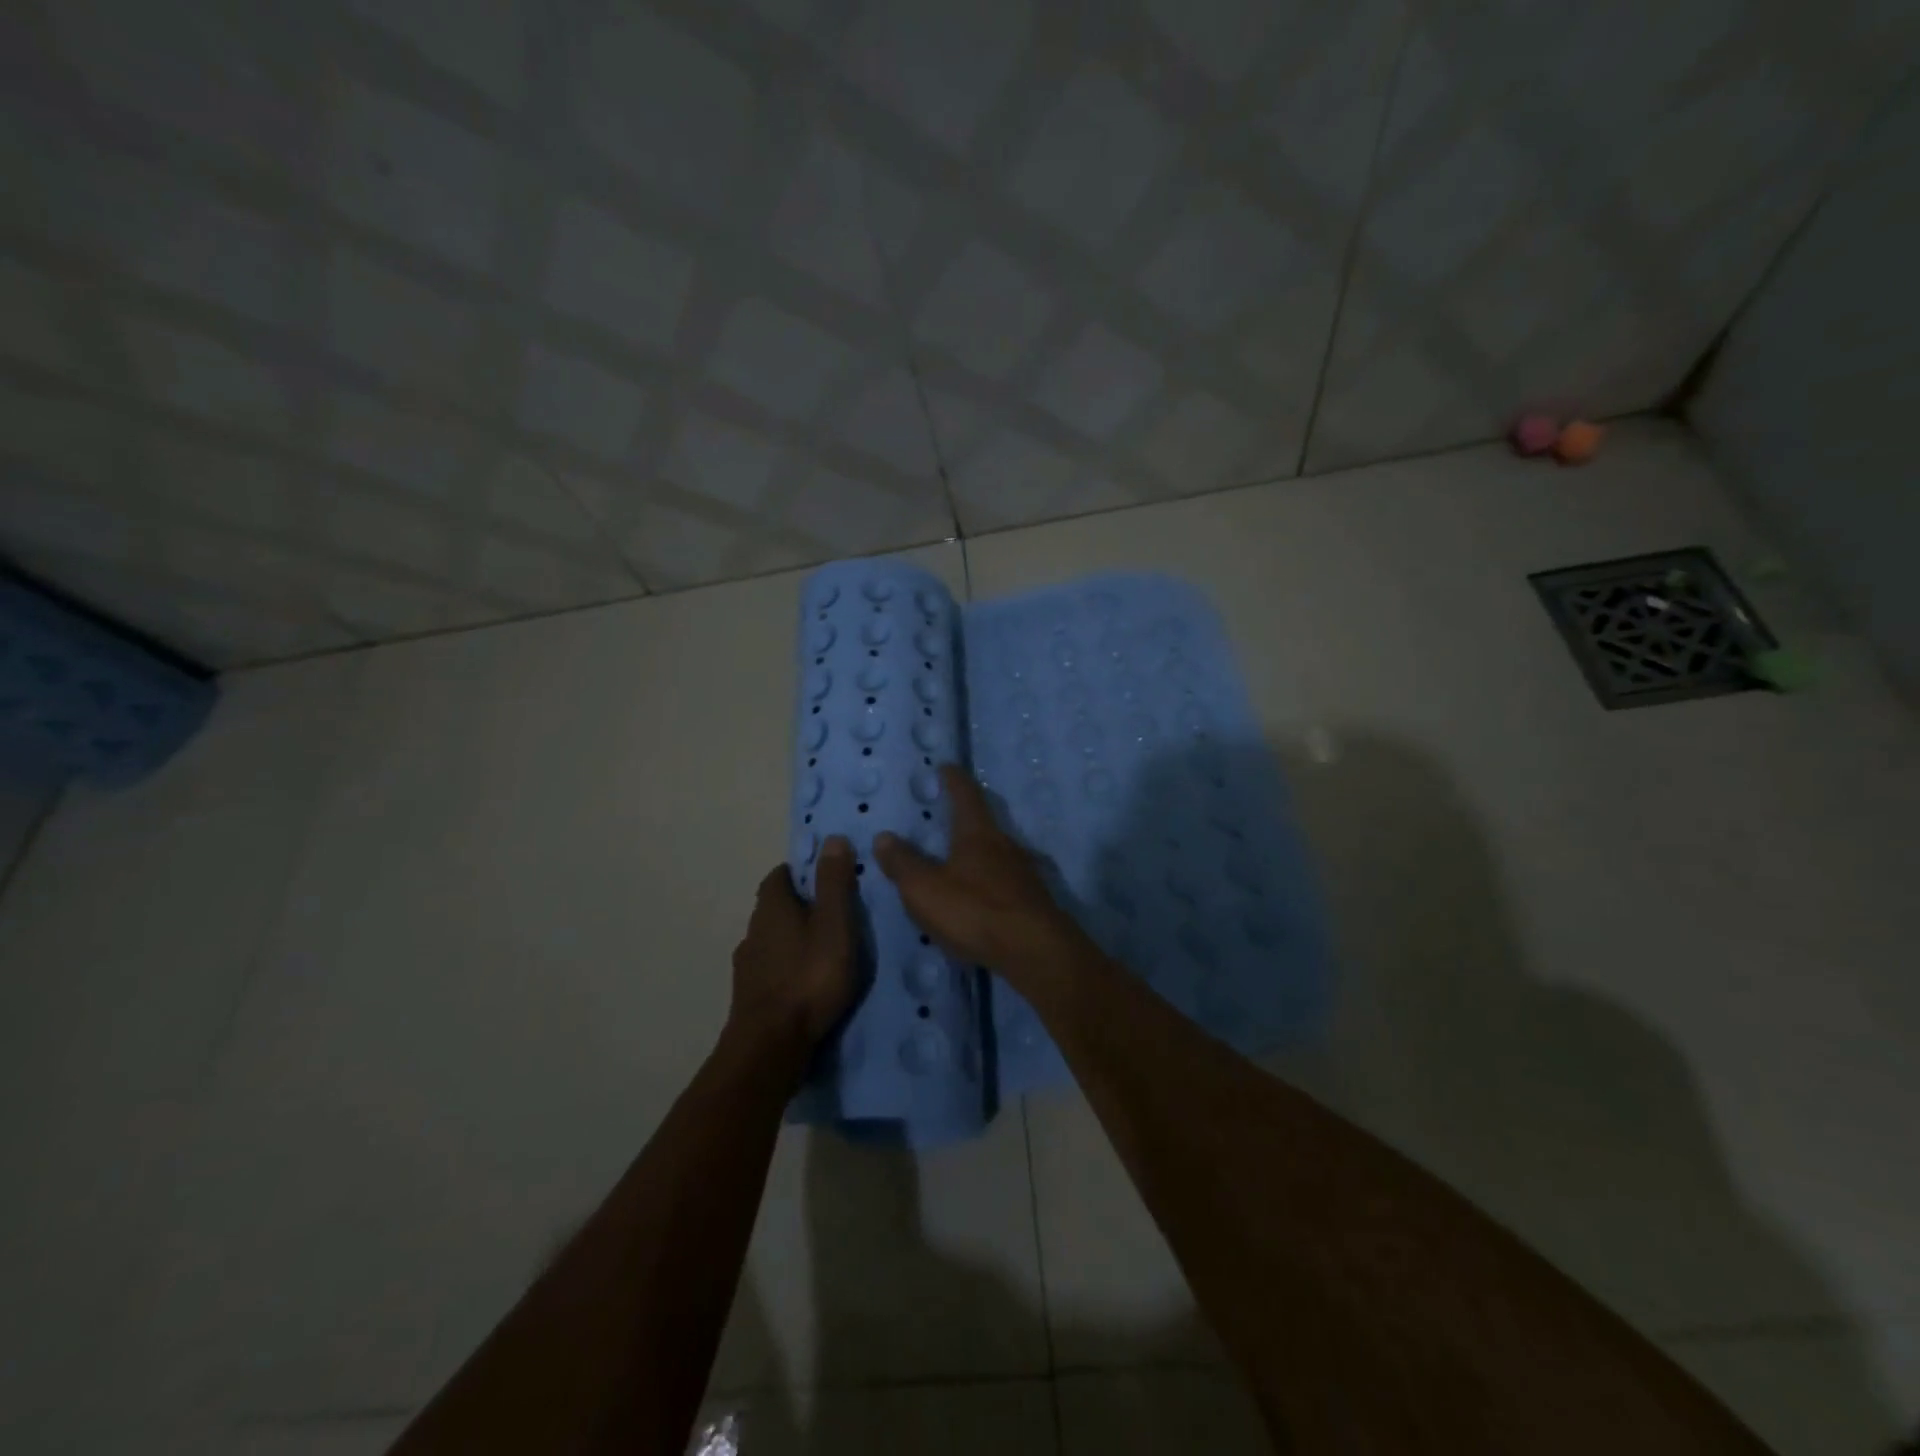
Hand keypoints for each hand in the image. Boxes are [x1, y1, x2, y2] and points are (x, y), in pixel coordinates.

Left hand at [729, 837, 857, 1052]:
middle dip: (801, 906)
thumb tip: (833, 838)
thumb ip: (834, 883)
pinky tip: (807, 983)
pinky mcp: (749, 996)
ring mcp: (747, 966)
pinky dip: (787, 968)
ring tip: (825, 951)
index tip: (828, 878)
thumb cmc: (809, 977)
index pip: (780, 875)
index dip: (803, 872)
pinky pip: (771, 970)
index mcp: (772, 907)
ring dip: (793, 940)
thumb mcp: (834, 925)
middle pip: (775, 907)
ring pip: (772, 940)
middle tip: (835, 915)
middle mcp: (753, 930)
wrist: (770, 1046)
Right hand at [872, 766, 1090, 981]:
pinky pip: (1005, 880)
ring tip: (960, 857)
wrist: (1035, 951)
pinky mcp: (1032, 900)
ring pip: (997, 852)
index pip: (965, 795)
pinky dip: (989, 879)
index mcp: (978, 834)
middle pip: (985, 822)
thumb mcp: (925, 889)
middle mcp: (1005, 845)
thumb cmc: (975, 910)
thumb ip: (903, 863)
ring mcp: (1023, 873)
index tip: (946, 766)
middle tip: (949, 814)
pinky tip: (982, 894)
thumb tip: (884, 836)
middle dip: (967, 816)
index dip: (954, 779)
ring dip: (979, 850)